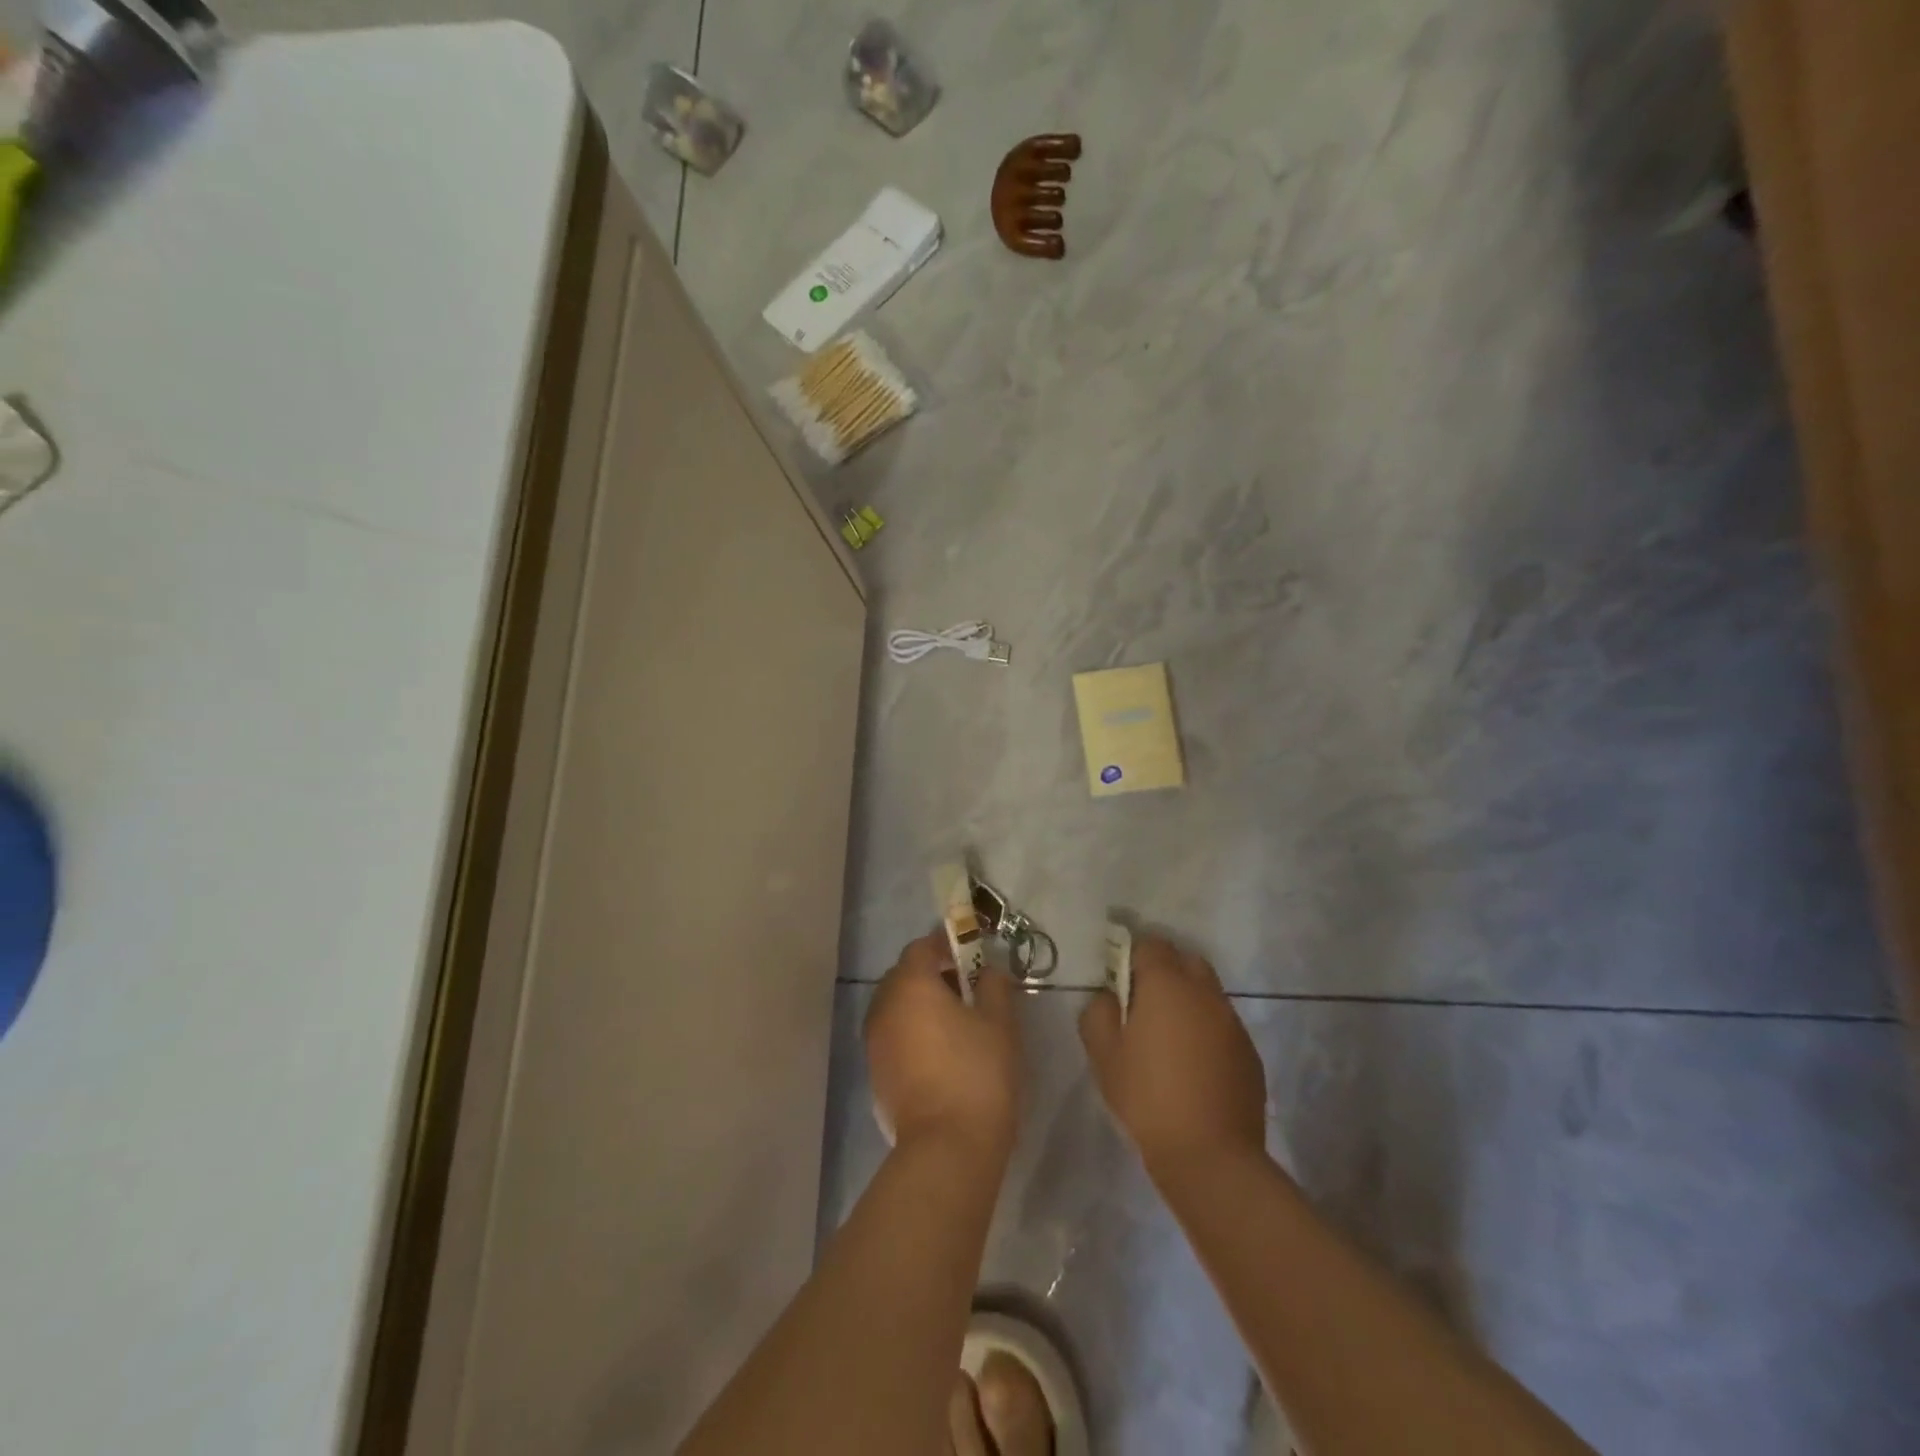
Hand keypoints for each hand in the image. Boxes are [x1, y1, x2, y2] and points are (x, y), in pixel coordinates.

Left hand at [865, 932, 1022, 1160]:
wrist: (947, 1147)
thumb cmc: (978, 1072)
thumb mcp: (999, 1021)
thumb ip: (994, 985)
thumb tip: (988, 971)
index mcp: (911, 985)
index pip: (921, 947)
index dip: (945, 945)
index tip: (969, 953)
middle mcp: (884, 1006)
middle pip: (904, 975)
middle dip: (932, 974)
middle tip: (966, 987)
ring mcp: (874, 1041)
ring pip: (896, 1006)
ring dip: (920, 1004)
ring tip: (955, 1021)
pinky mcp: (875, 1072)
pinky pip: (892, 1035)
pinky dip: (911, 1031)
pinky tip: (939, 1051)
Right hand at [1079, 935, 1266, 1177]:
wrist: (1211, 1156)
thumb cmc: (1147, 1098)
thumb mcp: (1104, 1055)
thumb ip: (1098, 1012)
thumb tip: (1108, 996)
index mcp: (1166, 984)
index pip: (1150, 943)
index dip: (1131, 956)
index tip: (1119, 983)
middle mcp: (1204, 992)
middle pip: (1184, 960)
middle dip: (1164, 971)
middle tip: (1143, 1005)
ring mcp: (1231, 1021)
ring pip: (1206, 991)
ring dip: (1187, 1000)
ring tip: (1168, 1037)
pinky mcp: (1248, 1051)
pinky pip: (1222, 1023)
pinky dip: (1206, 1029)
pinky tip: (1193, 1064)